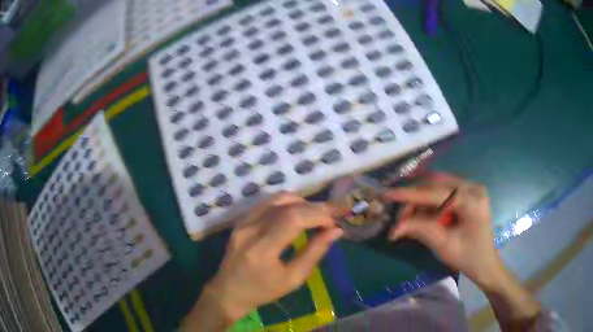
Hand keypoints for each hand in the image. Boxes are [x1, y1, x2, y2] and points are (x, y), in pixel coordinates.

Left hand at [181, 193, 342, 330]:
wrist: (228, 291)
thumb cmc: (262, 291)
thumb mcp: (293, 279)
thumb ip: (314, 252)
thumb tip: (336, 231)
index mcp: (262, 250)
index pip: (293, 219)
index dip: (317, 215)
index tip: (333, 223)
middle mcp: (250, 230)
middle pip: (286, 205)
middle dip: (314, 207)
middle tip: (331, 214)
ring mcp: (242, 222)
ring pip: (276, 199)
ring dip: (301, 202)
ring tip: (316, 213)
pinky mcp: (240, 220)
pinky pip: (267, 203)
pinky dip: (286, 203)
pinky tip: (297, 212)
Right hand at [384, 173, 503, 288]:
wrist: (485, 263)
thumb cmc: (468, 258)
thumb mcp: (444, 246)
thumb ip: (421, 230)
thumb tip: (396, 226)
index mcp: (473, 201)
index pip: (437, 193)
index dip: (411, 194)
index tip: (388, 194)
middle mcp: (473, 188)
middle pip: (436, 184)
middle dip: (415, 199)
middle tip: (400, 218)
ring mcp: (471, 189)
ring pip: (437, 186)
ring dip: (420, 201)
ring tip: (408, 219)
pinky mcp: (467, 193)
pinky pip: (443, 191)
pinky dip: (429, 202)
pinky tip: (421, 214)